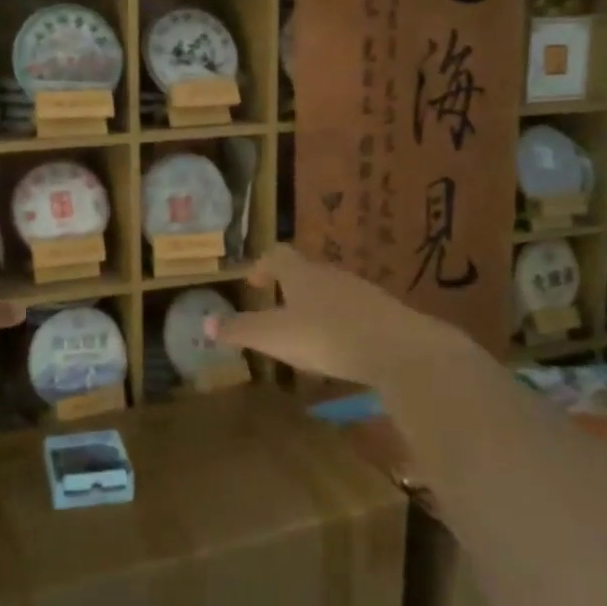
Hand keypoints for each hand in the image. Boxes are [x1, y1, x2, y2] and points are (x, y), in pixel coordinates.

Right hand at [207, 244, 479, 383]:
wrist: (401, 350)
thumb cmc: (328, 336)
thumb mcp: (275, 337)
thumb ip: (241, 330)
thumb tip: (205, 322)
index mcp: (301, 274)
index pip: (277, 255)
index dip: (262, 265)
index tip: (253, 281)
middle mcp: (331, 275)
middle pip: (306, 272)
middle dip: (290, 287)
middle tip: (277, 307)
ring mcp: (363, 292)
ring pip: (332, 292)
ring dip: (317, 306)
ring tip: (308, 332)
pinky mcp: (387, 315)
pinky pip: (356, 313)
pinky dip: (343, 324)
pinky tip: (343, 349)